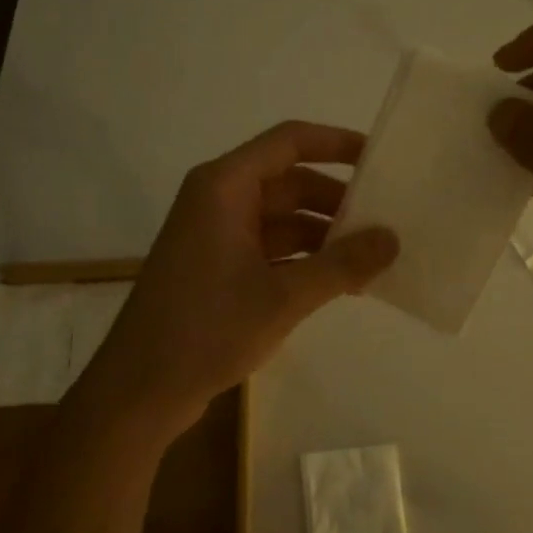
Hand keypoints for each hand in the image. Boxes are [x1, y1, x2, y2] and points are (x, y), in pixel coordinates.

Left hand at [78, 121, 398, 441]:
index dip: (336, 143)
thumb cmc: (207, 329)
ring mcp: (216, 236)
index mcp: (224, 187)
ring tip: (373, 260)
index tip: (381, 159)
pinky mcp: (217, 268)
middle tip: (387, 221)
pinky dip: (304, 260)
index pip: (289, 142)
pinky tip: (342, 284)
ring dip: (324, 236)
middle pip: (289, 182)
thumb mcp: (284, 297)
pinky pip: (270, 248)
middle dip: (337, 201)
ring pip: (282, 219)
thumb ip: (342, 264)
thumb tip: (392, 239)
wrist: (140, 390)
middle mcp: (218, 200)